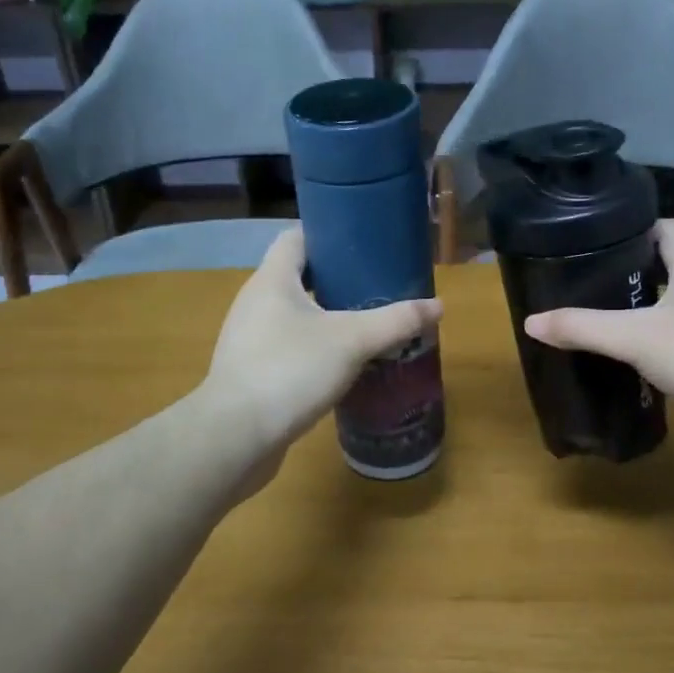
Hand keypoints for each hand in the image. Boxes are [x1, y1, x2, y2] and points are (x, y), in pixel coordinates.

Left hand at [206, 227, 442, 458]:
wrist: (235, 437)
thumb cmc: (290, 370)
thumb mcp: (352, 341)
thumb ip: (396, 322)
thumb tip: (438, 306)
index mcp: (273, 280)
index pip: (296, 238)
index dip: (327, 234)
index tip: (362, 245)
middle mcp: (255, 302)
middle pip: (299, 277)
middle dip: (337, 281)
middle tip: (376, 288)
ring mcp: (249, 339)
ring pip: (295, 316)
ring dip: (328, 318)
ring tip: (366, 326)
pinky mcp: (252, 372)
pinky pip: (289, 348)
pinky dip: (316, 350)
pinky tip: (343, 367)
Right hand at [523, 219, 673, 422]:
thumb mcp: (636, 338)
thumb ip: (583, 328)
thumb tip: (532, 321)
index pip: (669, 227)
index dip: (638, 227)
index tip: (602, 241)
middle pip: (673, 264)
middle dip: (636, 271)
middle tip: (594, 284)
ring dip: (652, 308)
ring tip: (611, 320)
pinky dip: (669, 341)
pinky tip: (646, 361)